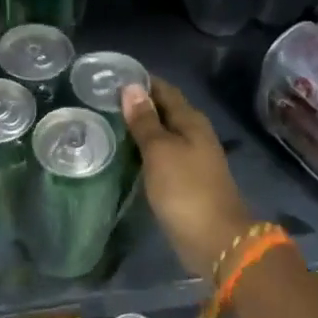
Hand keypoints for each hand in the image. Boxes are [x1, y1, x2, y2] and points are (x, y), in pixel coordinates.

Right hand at [120, 77, 252, 281]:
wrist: (216, 241)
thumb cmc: (186, 190)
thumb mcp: (160, 151)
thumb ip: (145, 121)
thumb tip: (131, 87)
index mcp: (191, 121)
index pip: (164, 90)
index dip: (140, 81)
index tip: (110, 77)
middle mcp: (194, 135)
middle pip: (164, 111)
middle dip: (137, 104)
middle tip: (101, 102)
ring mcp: (191, 159)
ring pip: (162, 135)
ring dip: (139, 130)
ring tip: (106, 125)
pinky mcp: (185, 182)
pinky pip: (161, 157)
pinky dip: (143, 152)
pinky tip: (124, 156)